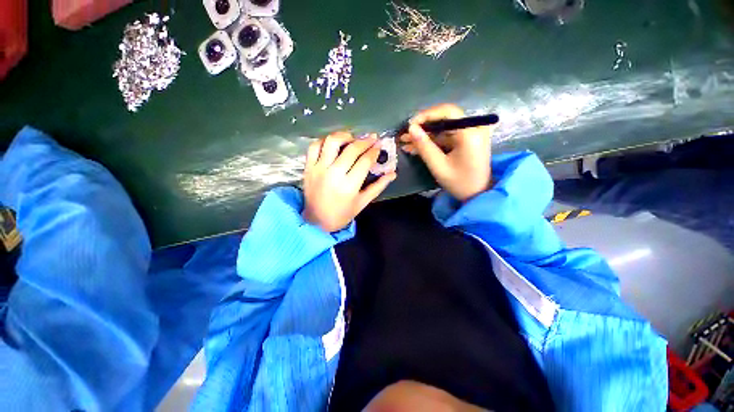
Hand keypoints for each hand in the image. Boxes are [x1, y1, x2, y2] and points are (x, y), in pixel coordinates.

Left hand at [303, 132, 396, 232]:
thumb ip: (378, 186)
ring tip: (352, 138)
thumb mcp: (362, 202)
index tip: (379, 146)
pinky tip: (333, 143)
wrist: (316, 221)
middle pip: (351, 149)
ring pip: (331, 142)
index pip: (365, 161)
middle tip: (372, 138)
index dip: (374, 151)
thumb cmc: (342, 214)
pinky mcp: (308, 167)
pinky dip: (324, 140)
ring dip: (344, 136)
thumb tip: (393, 173)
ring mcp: (319, 169)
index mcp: (349, 186)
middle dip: (365, 141)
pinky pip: (314, 146)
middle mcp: (334, 174)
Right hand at [400, 104, 494, 201]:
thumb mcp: (438, 166)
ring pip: (442, 129)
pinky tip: (416, 147)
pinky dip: (431, 142)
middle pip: (444, 119)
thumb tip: (411, 128)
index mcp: (470, 133)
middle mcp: (473, 128)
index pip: (448, 112)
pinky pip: (445, 137)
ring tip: (406, 142)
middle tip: (405, 135)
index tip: (410, 124)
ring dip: (424, 136)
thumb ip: (424, 146)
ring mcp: (470, 134)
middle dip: (423, 127)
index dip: (427, 115)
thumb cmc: (459, 183)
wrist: (477, 194)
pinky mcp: (466, 140)